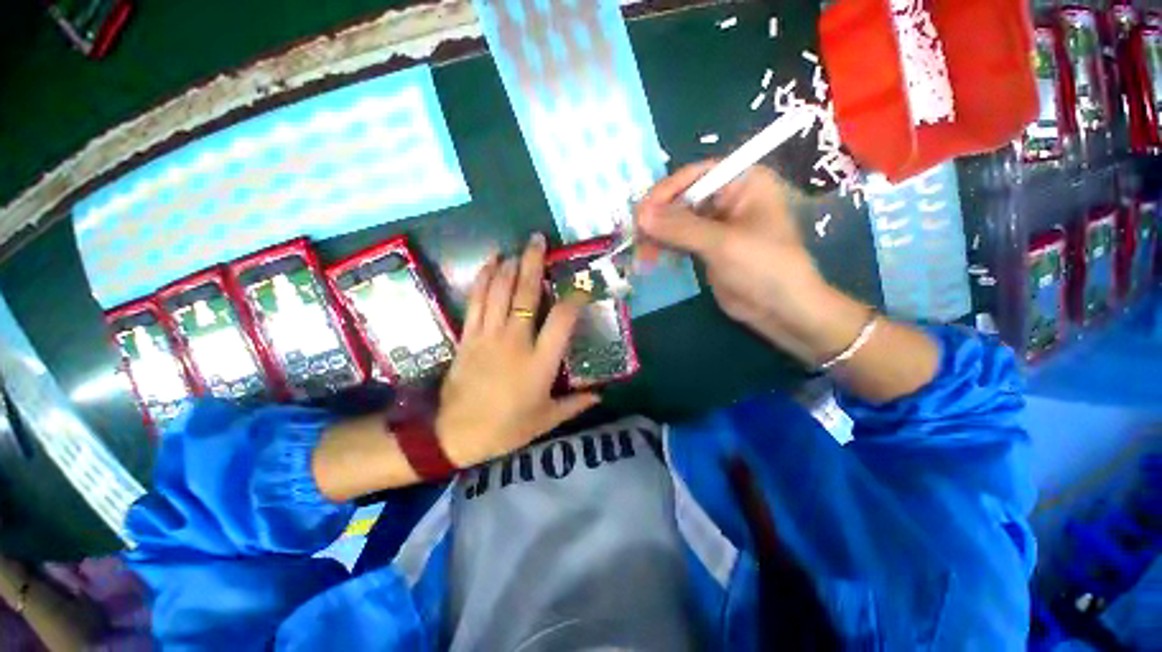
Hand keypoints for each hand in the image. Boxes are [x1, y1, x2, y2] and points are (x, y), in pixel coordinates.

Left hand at [435, 233, 599, 465]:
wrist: (455, 435)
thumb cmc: (506, 428)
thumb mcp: (546, 420)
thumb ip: (575, 404)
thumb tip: (599, 395)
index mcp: (540, 362)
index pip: (562, 320)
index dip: (575, 300)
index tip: (582, 288)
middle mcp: (515, 341)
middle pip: (526, 295)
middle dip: (533, 264)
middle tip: (537, 240)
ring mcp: (489, 336)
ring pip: (499, 292)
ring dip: (508, 266)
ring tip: (516, 249)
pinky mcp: (469, 337)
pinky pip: (476, 302)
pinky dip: (482, 280)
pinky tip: (488, 264)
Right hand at [637, 162, 867, 365]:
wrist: (781, 310)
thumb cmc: (763, 267)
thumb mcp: (722, 244)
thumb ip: (680, 228)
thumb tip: (640, 215)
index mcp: (742, 182)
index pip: (695, 176)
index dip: (665, 192)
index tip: (641, 213)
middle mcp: (727, 198)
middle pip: (682, 198)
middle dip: (658, 217)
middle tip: (636, 236)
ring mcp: (715, 224)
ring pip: (676, 220)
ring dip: (657, 234)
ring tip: (641, 252)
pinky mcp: (706, 247)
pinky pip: (678, 239)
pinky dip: (663, 246)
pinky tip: (649, 257)